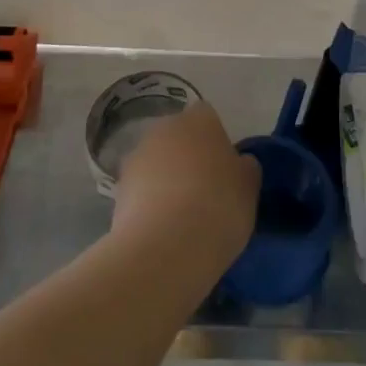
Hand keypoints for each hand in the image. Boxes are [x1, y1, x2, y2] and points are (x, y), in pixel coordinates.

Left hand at [111, 103, 258, 273]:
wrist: (164, 247)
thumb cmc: (218, 207)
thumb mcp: (248, 188)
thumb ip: (244, 168)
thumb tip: (238, 164)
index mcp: (200, 119)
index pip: (208, 119)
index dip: (216, 144)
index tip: (223, 173)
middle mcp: (165, 127)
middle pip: (179, 138)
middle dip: (187, 159)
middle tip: (203, 194)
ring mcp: (138, 156)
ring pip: (157, 163)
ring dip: (165, 181)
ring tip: (179, 219)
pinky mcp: (118, 188)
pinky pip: (140, 190)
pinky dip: (148, 204)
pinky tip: (160, 232)